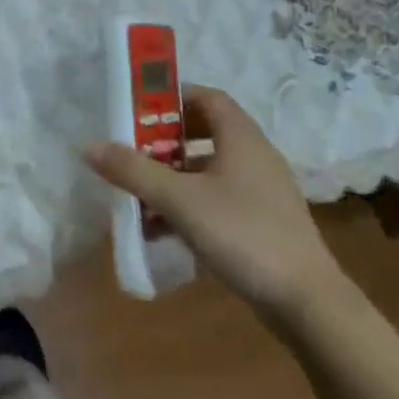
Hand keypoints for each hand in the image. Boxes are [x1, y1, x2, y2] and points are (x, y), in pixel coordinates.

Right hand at [85, 85, 347, 326]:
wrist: (307, 302)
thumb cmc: (242, 234)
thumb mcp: (179, 200)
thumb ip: (134, 171)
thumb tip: (90, 146)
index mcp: (241, 137)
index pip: (207, 97)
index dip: (172, 97)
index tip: (139, 109)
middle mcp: (255, 155)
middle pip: (207, 130)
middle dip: (167, 138)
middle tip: (134, 148)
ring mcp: (262, 190)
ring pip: (211, 167)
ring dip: (176, 174)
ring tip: (141, 191)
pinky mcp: (264, 221)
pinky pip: (220, 197)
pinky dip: (192, 202)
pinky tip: (165, 228)